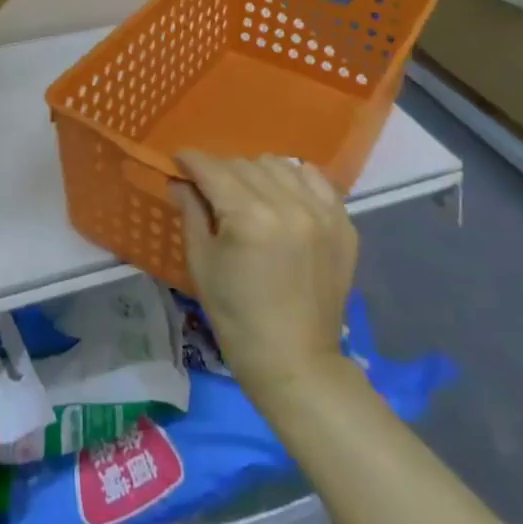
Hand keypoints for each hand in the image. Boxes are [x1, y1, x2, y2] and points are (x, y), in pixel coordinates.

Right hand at [175, 152, 356, 401]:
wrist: (296, 362)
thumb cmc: (237, 316)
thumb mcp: (201, 262)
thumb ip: (190, 211)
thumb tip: (180, 180)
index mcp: (249, 217)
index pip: (213, 168)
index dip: (190, 160)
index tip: (179, 162)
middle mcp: (288, 205)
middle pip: (244, 164)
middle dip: (220, 171)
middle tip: (210, 190)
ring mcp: (321, 213)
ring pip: (279, 165)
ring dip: (257, 173)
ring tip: (248, 194)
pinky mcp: (343, 224)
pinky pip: (315, 180)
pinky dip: (295, 180)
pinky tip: (283, 198)